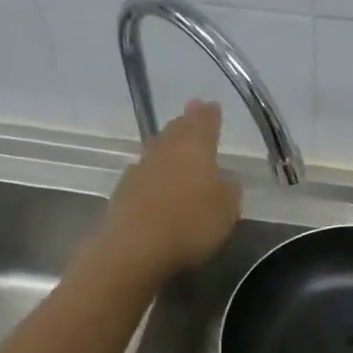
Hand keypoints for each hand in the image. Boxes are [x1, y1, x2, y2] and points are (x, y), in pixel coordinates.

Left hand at [103, 99, 241, 277]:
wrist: (136, 247)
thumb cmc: (191, 224)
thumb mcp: (227, 211)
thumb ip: (229, 191)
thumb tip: (225, 180)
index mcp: (195, 149)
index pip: (204, 124)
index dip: (209, 115)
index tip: (212, 105)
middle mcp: (166, 151)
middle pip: (176, 130)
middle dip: (186, 122)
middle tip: (191, 113)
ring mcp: (141, 169)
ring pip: (156, 148)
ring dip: (166, 143)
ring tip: (172, 141)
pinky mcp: (123, 191)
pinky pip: (142, 172)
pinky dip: (151, 170)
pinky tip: (153, 177)